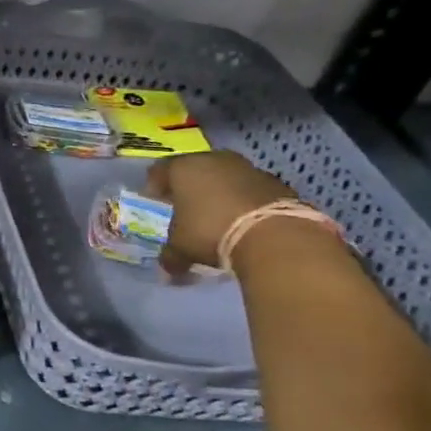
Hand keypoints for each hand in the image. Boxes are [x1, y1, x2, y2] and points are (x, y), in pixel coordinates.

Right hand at [144, 150, 296, 277]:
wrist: (274, 235)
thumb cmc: (210, 232)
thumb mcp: (181, 248)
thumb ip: (171, 256)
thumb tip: (167, 270)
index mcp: (183, 168)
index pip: (160, 170)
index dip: (155, 185)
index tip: (154, 199)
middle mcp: (214, 160)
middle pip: (195, 169)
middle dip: (189, 186)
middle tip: (186, 205)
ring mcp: (248, 168)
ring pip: (226, 177)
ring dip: (220, 192)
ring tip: (218, 215)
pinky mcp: (276, 183)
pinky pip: (251, 189)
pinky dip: (245, 201)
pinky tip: (245, 221)